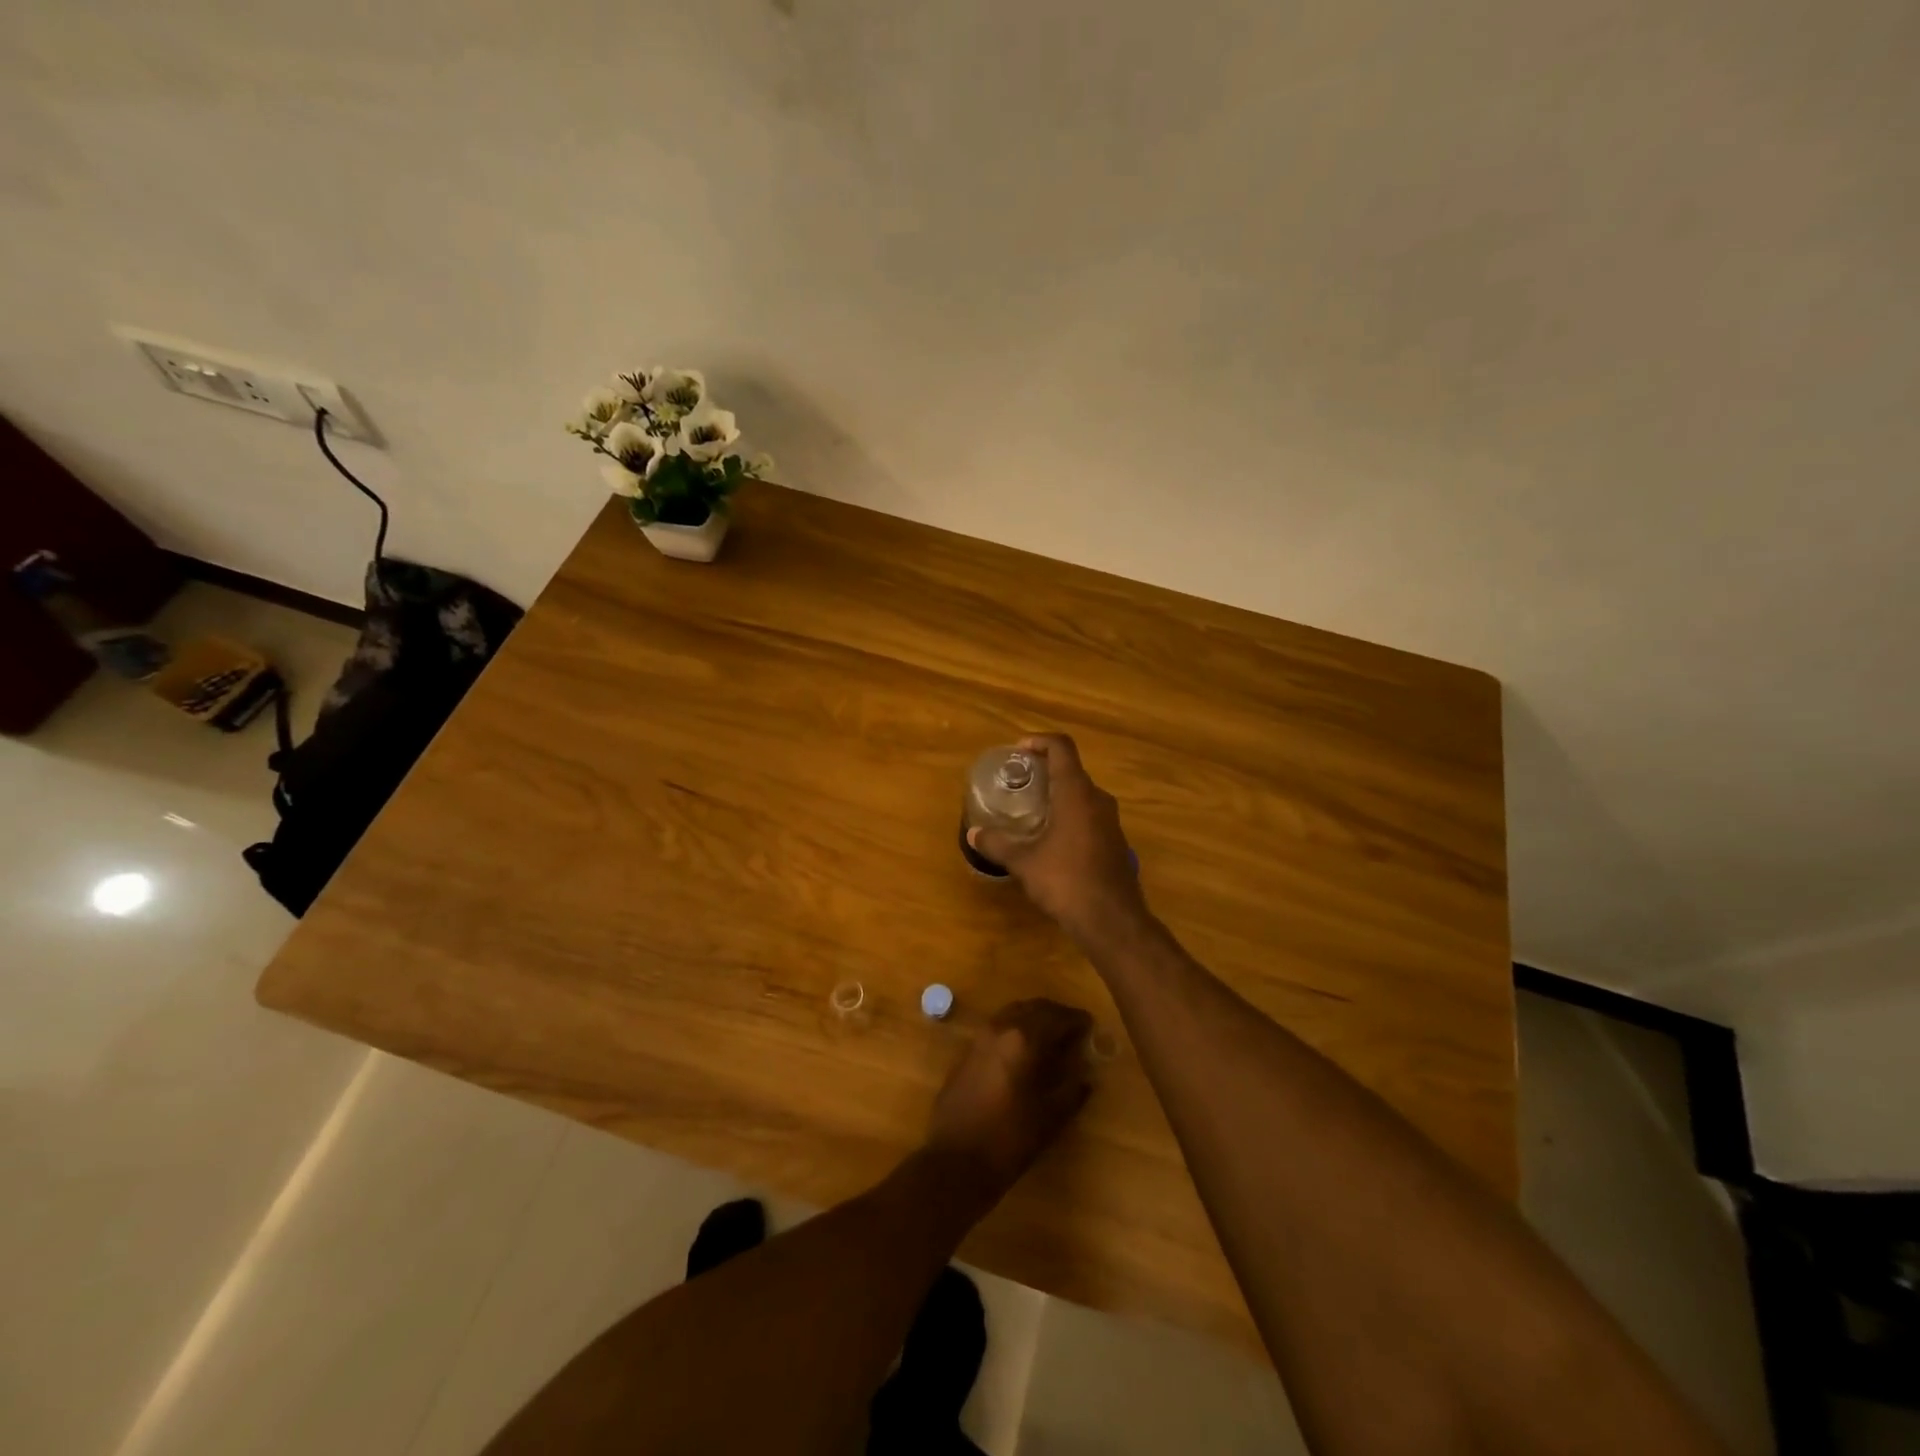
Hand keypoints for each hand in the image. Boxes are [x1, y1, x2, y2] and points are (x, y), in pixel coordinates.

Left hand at [926, 998, 1093, 1194]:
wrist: (955, 1160)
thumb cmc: (1009, 1139)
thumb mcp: (1050, 1117)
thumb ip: (1072, 1090)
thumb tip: (1085, 1075)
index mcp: (1024, 1038)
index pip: (1057, 1017)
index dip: (1076, 1020)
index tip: (1091, 1025)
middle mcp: (1001, 1028)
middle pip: (1033, 1008)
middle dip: (1055, 1014)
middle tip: (1073, 1028)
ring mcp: (980, 1037)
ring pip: (1013, 1013)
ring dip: (1034, 1018)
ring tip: (1052, 1036)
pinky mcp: (968, 1051)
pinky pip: (998, 1027)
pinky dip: (1016, 1028)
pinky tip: (1025, 1050)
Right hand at [967, 734, 1149, 948]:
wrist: (1112, 920)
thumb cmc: (1066, 880)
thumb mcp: (1024, 862)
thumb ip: (997, 843)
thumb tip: (972, 833)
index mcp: (1076, 793)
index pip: (1062, 748)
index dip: (1040, 741)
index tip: (1018, 750)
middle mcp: (1098, 799)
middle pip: (1072, 770)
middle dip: (1045, 770)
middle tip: (1019, 782)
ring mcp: (1111, 821)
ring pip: (1082, 794)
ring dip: (1058, 794)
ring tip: (1031, 809)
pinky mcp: (1115, 842)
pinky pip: (1090, 815)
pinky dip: (1070, 815)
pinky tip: (1051, 838)